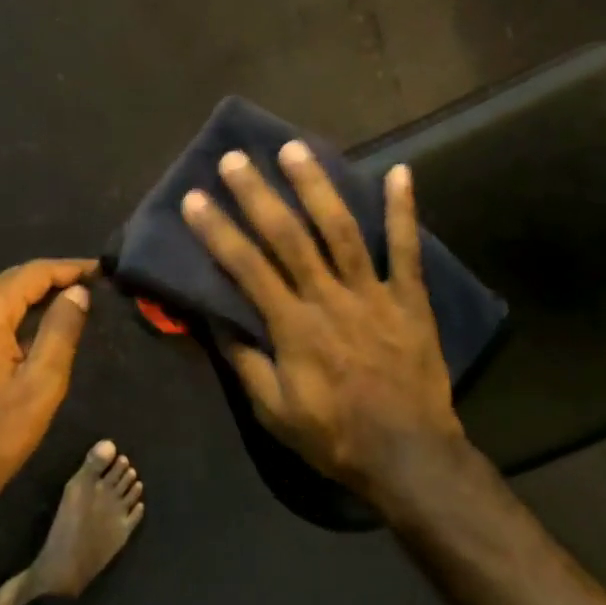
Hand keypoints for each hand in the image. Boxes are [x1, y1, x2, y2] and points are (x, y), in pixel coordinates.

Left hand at [0, 259, 95, 517]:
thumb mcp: (40, 385)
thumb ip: (61, 331)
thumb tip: (77, 292)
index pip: (31, 274)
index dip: (69, 268)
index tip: (100, 271)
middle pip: (9, 282)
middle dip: (50, 279)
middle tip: (88, 285)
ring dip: (29, 298)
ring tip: (66, 304)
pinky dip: (9, 317)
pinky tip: (29, 332)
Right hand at [181, 145, 468, 502]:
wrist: (409, 455)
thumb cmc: (334, 436)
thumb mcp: (274, 411)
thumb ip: (245, 362)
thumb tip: (215, 320)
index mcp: (293, 327)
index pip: (246, 268)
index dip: (217, 231)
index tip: (195, 198)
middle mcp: (329, 299)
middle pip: (289, 237)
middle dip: (258, 195)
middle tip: (236, 158)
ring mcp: (373, 294)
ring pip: (341, 230)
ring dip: (317, 187)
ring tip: (296, 149)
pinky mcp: (410, 299)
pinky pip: (406, 250)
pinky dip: (404, 210)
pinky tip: (400, 171)